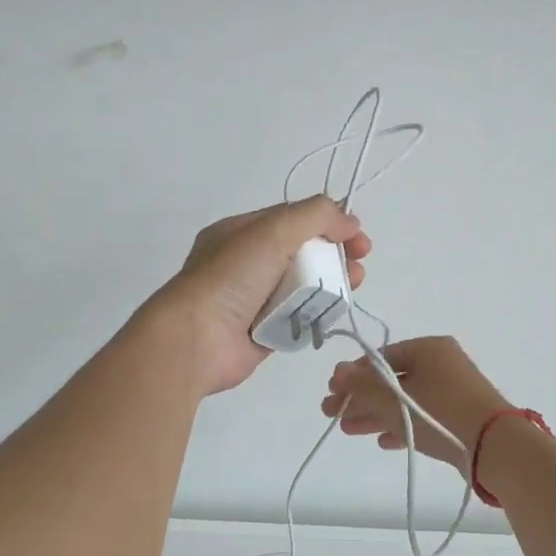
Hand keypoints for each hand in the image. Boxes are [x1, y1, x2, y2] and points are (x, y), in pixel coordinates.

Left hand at [149, 197, 370, 395]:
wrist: (196, 339)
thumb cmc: (231, 278)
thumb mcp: (273, 231)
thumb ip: (315, 216)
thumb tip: (349, 220)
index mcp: (241, 233)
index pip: (294, 219)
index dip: (329, 224)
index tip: (358, 237)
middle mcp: (247, 263)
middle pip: (302, 253)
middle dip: (335, 256)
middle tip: (359, 266)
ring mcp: (254, 299)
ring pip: (303, 287)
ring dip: (331, 285)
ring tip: (352, 288)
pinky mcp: (263, 332)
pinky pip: (298, 318)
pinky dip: (317, 315)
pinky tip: (333, 314)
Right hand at [321, 336, 508, 472]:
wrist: (494, 447)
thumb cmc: (439, 413)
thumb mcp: (394, 399)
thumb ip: (362, 386)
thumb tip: (338, 370)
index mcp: (428, 349)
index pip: (381, 357)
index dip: (353, 374)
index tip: (332, 391)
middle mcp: (441, 364)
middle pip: (391, 380)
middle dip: (360, 398)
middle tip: (332, 414)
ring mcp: (453, 391)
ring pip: (405, 400)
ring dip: (375, 413)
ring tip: (347, 429)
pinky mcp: (460, 416)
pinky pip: (422, 416)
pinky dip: (401, 425)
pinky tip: (381, 441)